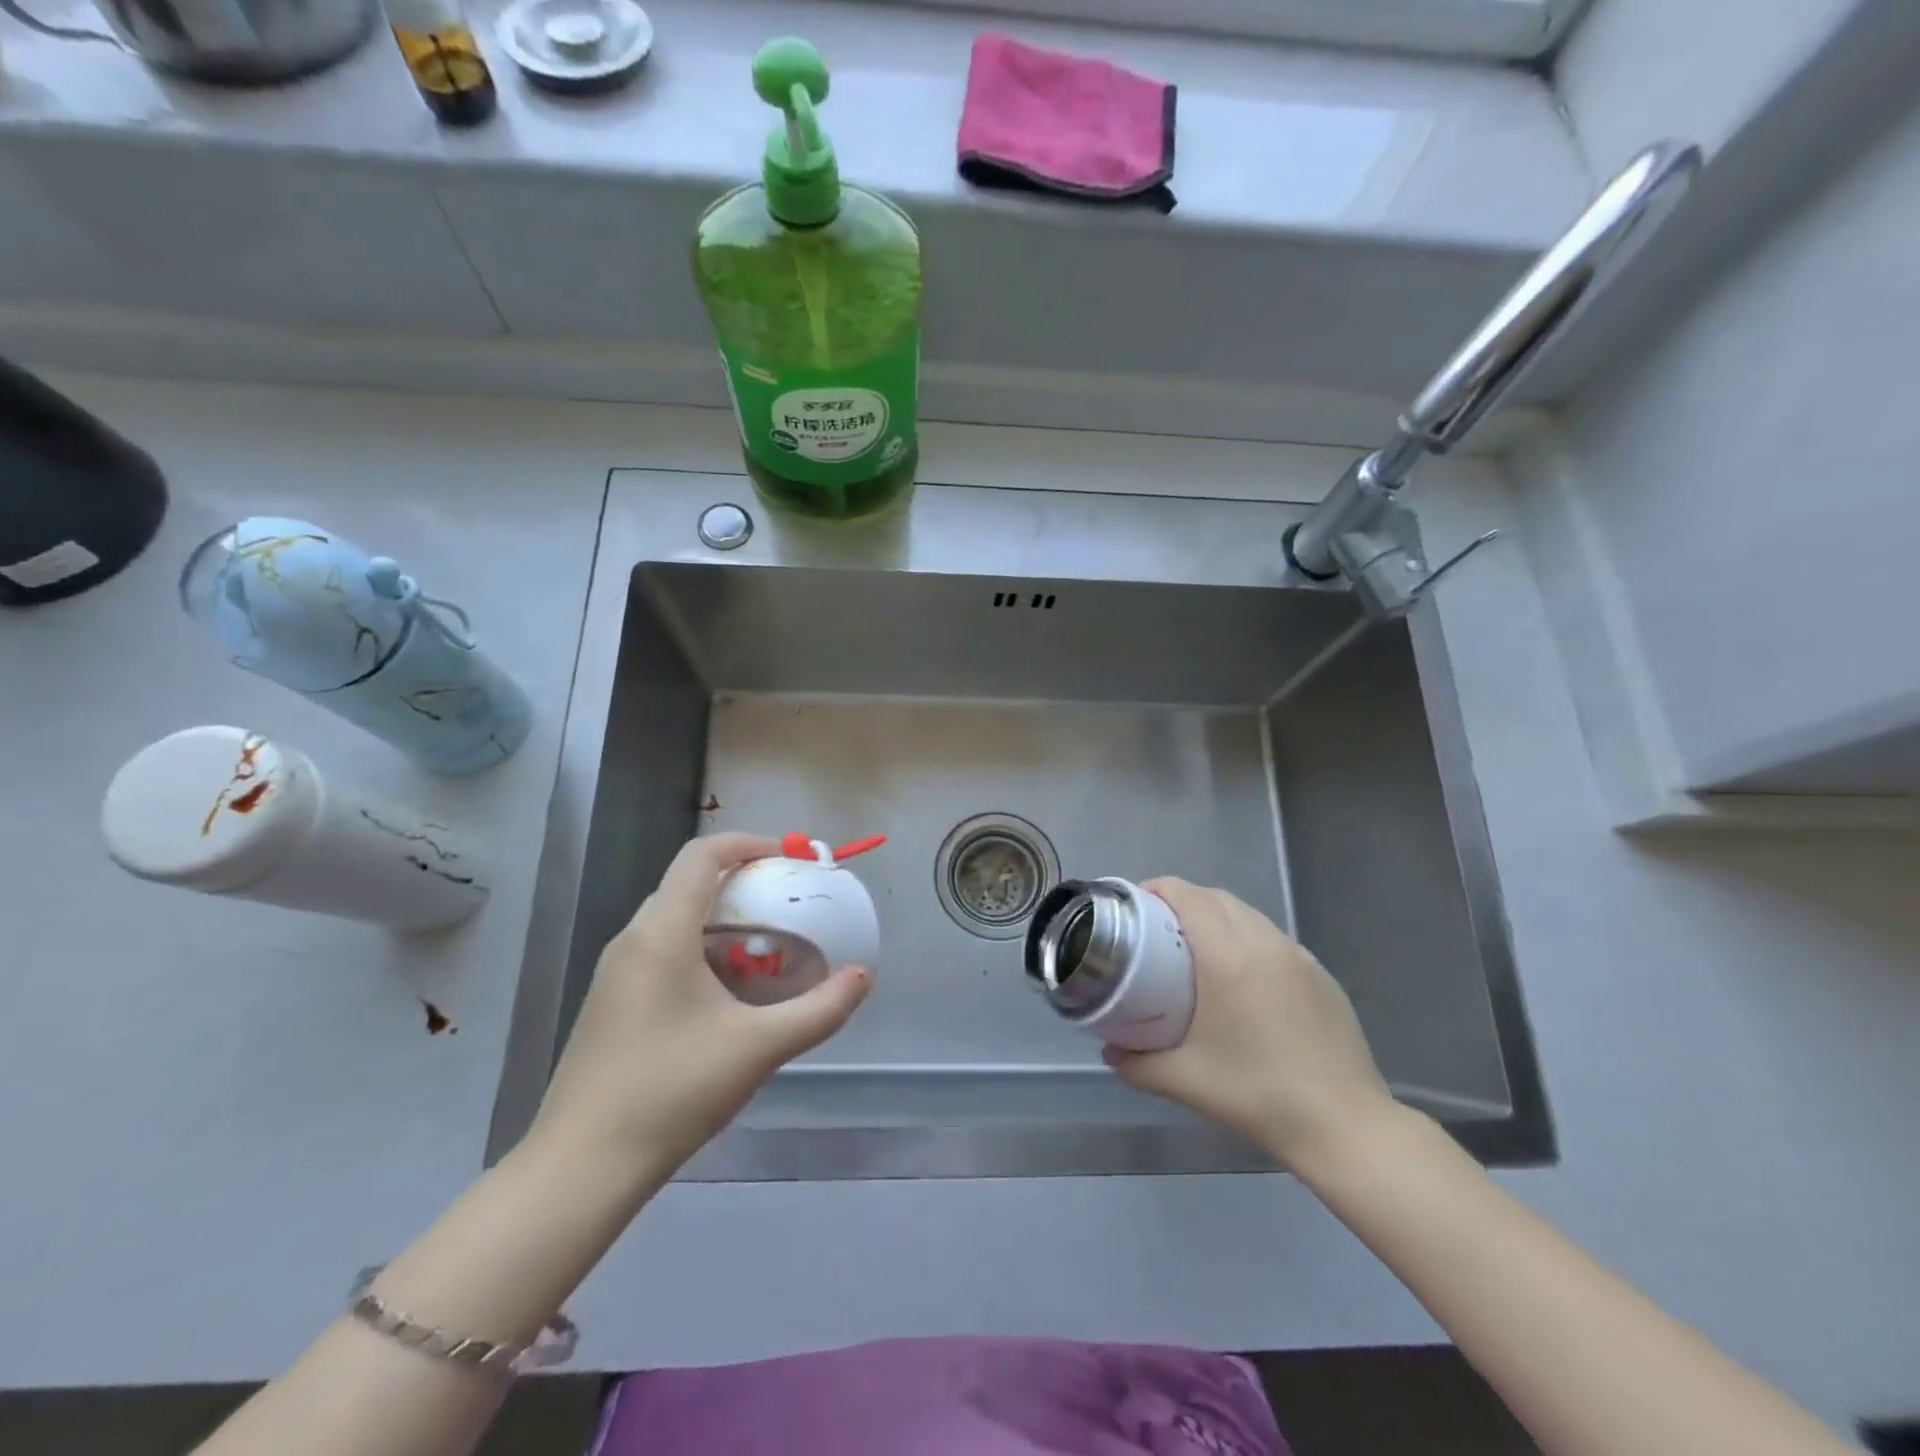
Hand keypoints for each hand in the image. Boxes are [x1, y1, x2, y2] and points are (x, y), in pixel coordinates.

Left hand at [530, 832, 870, 1175]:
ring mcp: (615, 973)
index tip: (791, 859)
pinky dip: (701, 948)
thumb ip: (820, 1009)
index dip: (750, 843)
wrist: (581, 1167)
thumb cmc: (672, 1091)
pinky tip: (727, 993)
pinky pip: (661, 950)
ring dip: (723, 918)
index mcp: (662, 933)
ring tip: (766, 948)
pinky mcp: (611, 1002)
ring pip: (675, 919)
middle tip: (788, 904)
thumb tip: (862, 977)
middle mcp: (632, 940)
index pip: (702, 854)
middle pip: (690, 882)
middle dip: (743, 882)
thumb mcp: (759, 1048)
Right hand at [1104, 878, 1396, 1174]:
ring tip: (1195, 947)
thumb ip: (1136, 1063)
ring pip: (1247, 913)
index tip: (1134, 908)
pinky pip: (1273, 937)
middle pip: (1215, 897)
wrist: (1344, 1125)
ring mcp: (1298, 956)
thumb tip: (1109, 1051)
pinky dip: (1246, 937)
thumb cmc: (1257, 1095)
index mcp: (1228, 958)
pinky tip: (1241, 976)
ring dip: (1216, 916)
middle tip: (1157, 929)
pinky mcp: (1321, 973)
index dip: (1156, 890)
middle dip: (1181, 900)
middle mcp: (1264, 943)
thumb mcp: (1184, 1080)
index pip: (1186, 896)